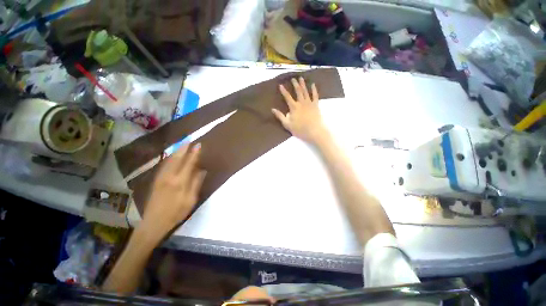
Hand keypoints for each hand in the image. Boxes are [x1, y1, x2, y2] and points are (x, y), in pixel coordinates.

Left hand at [141, 144, 205, 236]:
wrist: (153, 223)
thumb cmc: (176, 213)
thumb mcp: (190, 200)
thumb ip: (196, 183)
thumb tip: (202, 170)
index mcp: (179, 182)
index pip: (188, 163)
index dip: (194, 153)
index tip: (198, 145)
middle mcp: (169, 176)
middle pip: (177, 158)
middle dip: (183, 148)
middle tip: (189, 139)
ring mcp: (160, 177)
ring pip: (169, 160)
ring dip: (176, 151)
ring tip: (182, 144)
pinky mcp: (156, 180)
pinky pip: (164, 165)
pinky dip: (170, 157)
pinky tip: (172, 155)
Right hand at [272, 77, 327, 143]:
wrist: (315, 131)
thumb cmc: (300, 130)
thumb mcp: (287, 125)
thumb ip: (280, 116)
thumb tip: (273, 109)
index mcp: (294, 107)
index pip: (287, 97)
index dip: (283, 91)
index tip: (281, 85)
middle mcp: (301, 103)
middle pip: (298, 91)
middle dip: (295, 84)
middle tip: (293, 79)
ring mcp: (309, 103)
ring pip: (305, 91)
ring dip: (303, 84)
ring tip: (301, 78)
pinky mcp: (316, 105)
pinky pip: (315, 95)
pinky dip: (314, 90)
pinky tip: (313, 85)